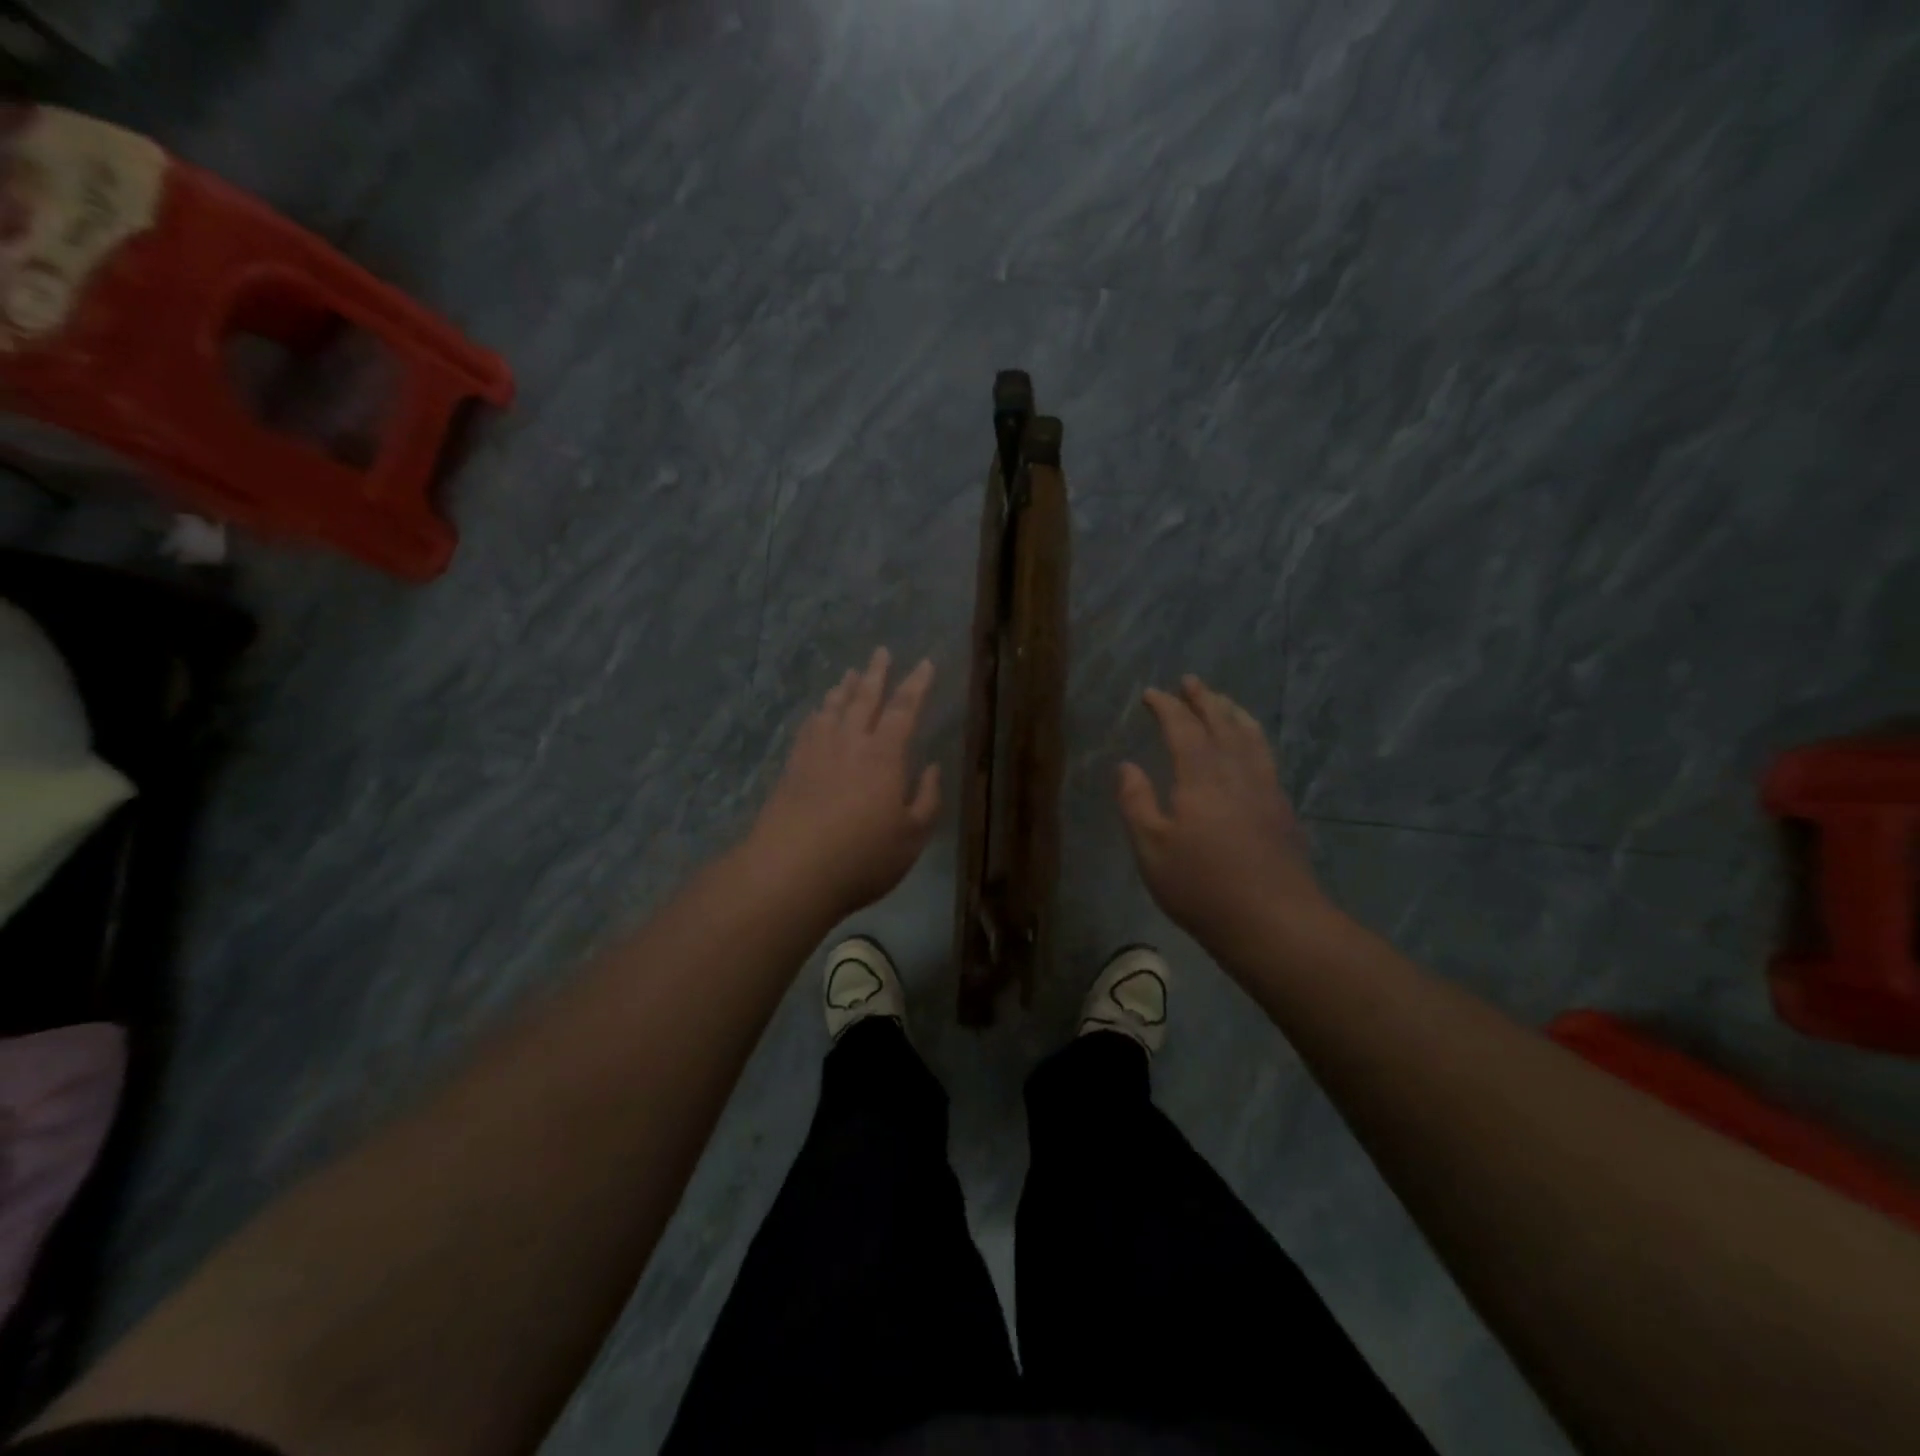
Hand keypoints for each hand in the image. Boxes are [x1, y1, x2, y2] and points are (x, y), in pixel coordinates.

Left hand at [748, 647, 940, 919]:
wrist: (790, 872)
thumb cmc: (862, 857)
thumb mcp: (912, 837)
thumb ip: (927, 799)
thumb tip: (931, 767)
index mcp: (884, 755)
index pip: (904, 709)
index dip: (916, 685)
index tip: (925, 663)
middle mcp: (850, 743)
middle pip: (864, 699)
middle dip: (876, 674)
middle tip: (881, 651)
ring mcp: (816, 754)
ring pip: (832, 709)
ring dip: (844, 689)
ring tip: (850, 674)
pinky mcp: (792, 769)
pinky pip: (808, 729)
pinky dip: (817, 714)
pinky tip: (817, 714)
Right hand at [1118, 676, 1330, 942]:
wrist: (1273, 921)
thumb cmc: (1202, 886)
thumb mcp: (1151, 848)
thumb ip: (1136, 802)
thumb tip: (1126, 766)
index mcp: (1200, 778)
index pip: (1182, 729)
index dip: (1166, 707)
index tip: (1152, 693)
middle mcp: (1236, 773)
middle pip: (1221, 724)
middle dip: (1204, 700)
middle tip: (1191, 681)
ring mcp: (1265, 790)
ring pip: (1251, 738)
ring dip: (1234, 714)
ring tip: (1225, 702)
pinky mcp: (1282, 810)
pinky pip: (1267, 757)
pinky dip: (1255, 739)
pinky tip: (1253, 748)